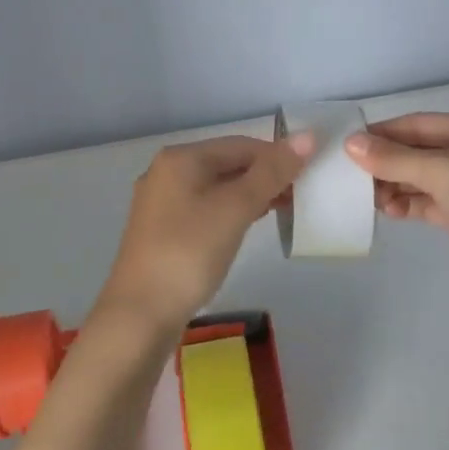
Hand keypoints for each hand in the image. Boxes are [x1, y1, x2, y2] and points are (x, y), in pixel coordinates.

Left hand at [96, 133, 313, 334]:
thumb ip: (271, 173)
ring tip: (282, 211)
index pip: (240, 145)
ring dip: (249, 195)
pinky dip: (229, 212)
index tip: (308, 178)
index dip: (277, 156)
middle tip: (299, 197)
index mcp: (180, 158)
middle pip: (226, 163)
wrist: (140, 314)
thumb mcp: (235, 209)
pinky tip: (246, 227)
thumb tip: (307, 136)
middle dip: (263, 176)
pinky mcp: (162, 231)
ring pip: (216, 187)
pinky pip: (204, 209)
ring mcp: (161, 203)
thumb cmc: (190, 252)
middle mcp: (166, 172)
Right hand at [346, 113, 448, 311]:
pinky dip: (406, 204)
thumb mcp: (445, 171)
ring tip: (366, 199)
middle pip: (416, 150)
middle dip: (383, 161)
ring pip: (419, 178)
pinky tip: (387, 211)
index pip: (415, 123)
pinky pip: (427, 203)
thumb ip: (395, 157)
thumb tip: (351, 143)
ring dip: (392, 184)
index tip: (344, 147)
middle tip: (348, 177)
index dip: (380, 133)